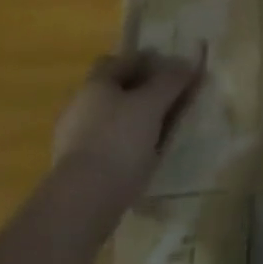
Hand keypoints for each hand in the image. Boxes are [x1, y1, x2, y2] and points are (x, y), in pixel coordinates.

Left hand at [52, 49, 204, 207]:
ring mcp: (75, 139)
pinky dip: (127, 145)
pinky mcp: (78, 169)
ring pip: (113, 119)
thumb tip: (187, 63)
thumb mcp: (152, 105)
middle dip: (143, 92)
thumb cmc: (118, 141)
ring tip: (163, 132)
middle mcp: (81, 106)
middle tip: (171, 101)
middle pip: (116, 90)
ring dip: (136, 120)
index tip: (173, 71)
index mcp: (95, 84)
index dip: (148, 61)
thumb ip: (170, 81)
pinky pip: (109, 145)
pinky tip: (145, 157)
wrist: (82, 203)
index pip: (122, 60)